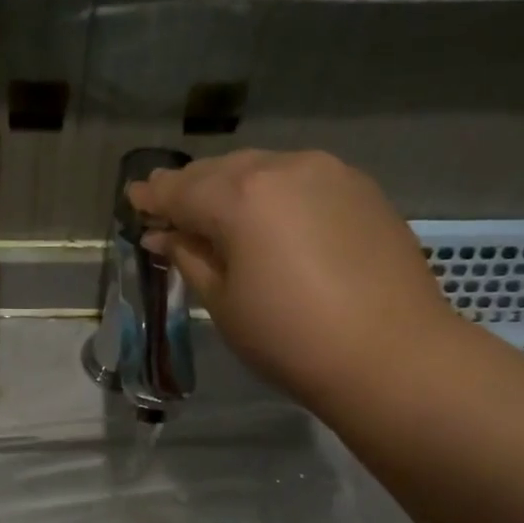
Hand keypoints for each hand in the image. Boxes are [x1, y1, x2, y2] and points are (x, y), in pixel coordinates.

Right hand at [128, 150, 455, 409]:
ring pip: (264, 169)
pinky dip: (273, 192)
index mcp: (242, 197)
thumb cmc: (289, 339)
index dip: (153, 196)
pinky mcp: (361, 188)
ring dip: (233, 186)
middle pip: (222, 170)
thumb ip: (191, 258)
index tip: (133, 200)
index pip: (182, 190)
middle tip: (168, 206)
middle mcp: (284, 168)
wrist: (390, 354)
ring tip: (215, 212)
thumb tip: (165, 235)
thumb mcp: (224, 303)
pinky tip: (268, 218)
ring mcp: (329, 173)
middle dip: (191, 187)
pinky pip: (300, 179)